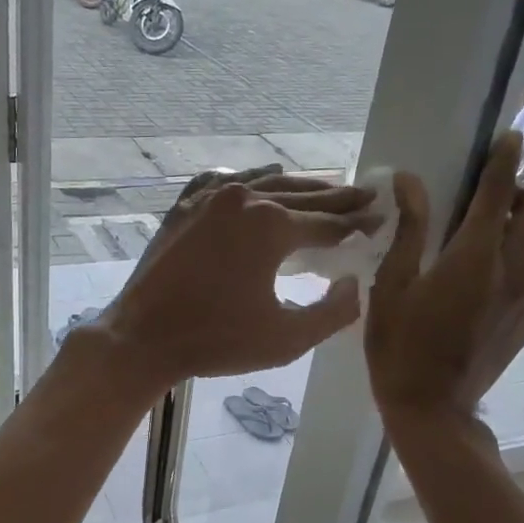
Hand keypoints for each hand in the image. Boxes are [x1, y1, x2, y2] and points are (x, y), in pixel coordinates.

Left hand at [101, 167, 372, 391]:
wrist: (141, 337)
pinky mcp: (183, 208)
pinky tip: (257, 182)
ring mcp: (207, 198)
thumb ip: (333, 313)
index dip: (358, 225)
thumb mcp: (286, 339)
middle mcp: (242, 199)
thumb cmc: (216, 341)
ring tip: (325, 188)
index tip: (382, 220)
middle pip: (301, 195)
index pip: (328, 223)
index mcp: (270, 225)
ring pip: (264, 183)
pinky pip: (223, 183)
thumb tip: (355, 285)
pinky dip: (248, 181)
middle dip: (337, 198)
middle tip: (365, 196)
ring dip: (298, 187)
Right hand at [365, 130, 523, 427]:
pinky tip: (487, 276)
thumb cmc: (400, 347)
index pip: (499, 192)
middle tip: (489, 198)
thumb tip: (409, 181)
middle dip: (521, 192)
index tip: (508, 136)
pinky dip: (521, 257)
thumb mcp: (391, 286)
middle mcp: (512, 271)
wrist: (433, 409)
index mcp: (475, 257)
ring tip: (490, 232)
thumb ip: (408, 230)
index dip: (503, 159)